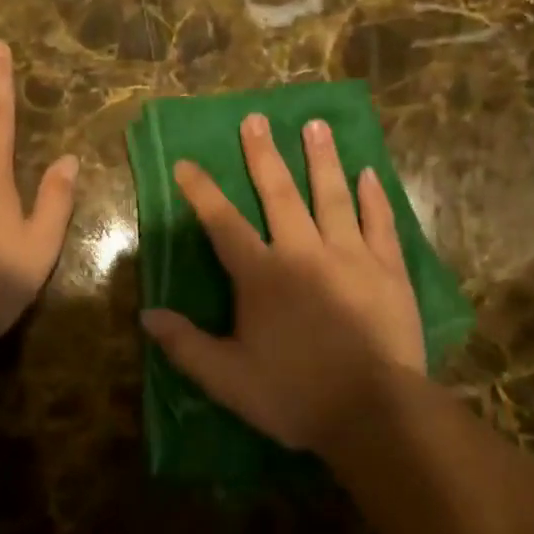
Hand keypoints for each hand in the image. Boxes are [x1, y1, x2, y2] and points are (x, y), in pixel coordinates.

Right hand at [140, 114, 425, 453]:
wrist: (375, 414)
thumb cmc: (296, 395)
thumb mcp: (229, 379)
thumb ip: (186, 345)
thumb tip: (146, 315)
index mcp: (262, 274)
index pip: (223, 223)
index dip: (201, 191)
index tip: (186, 162)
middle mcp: (303, 251)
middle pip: (279, 193)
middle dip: (264, 155)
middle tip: (257, 119)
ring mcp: (350, 255)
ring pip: (332, 195)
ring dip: (322, 159)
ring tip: (316, 124)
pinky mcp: (387, 268)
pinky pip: (379, 223)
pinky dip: (374, 197)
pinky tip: (370, 173)